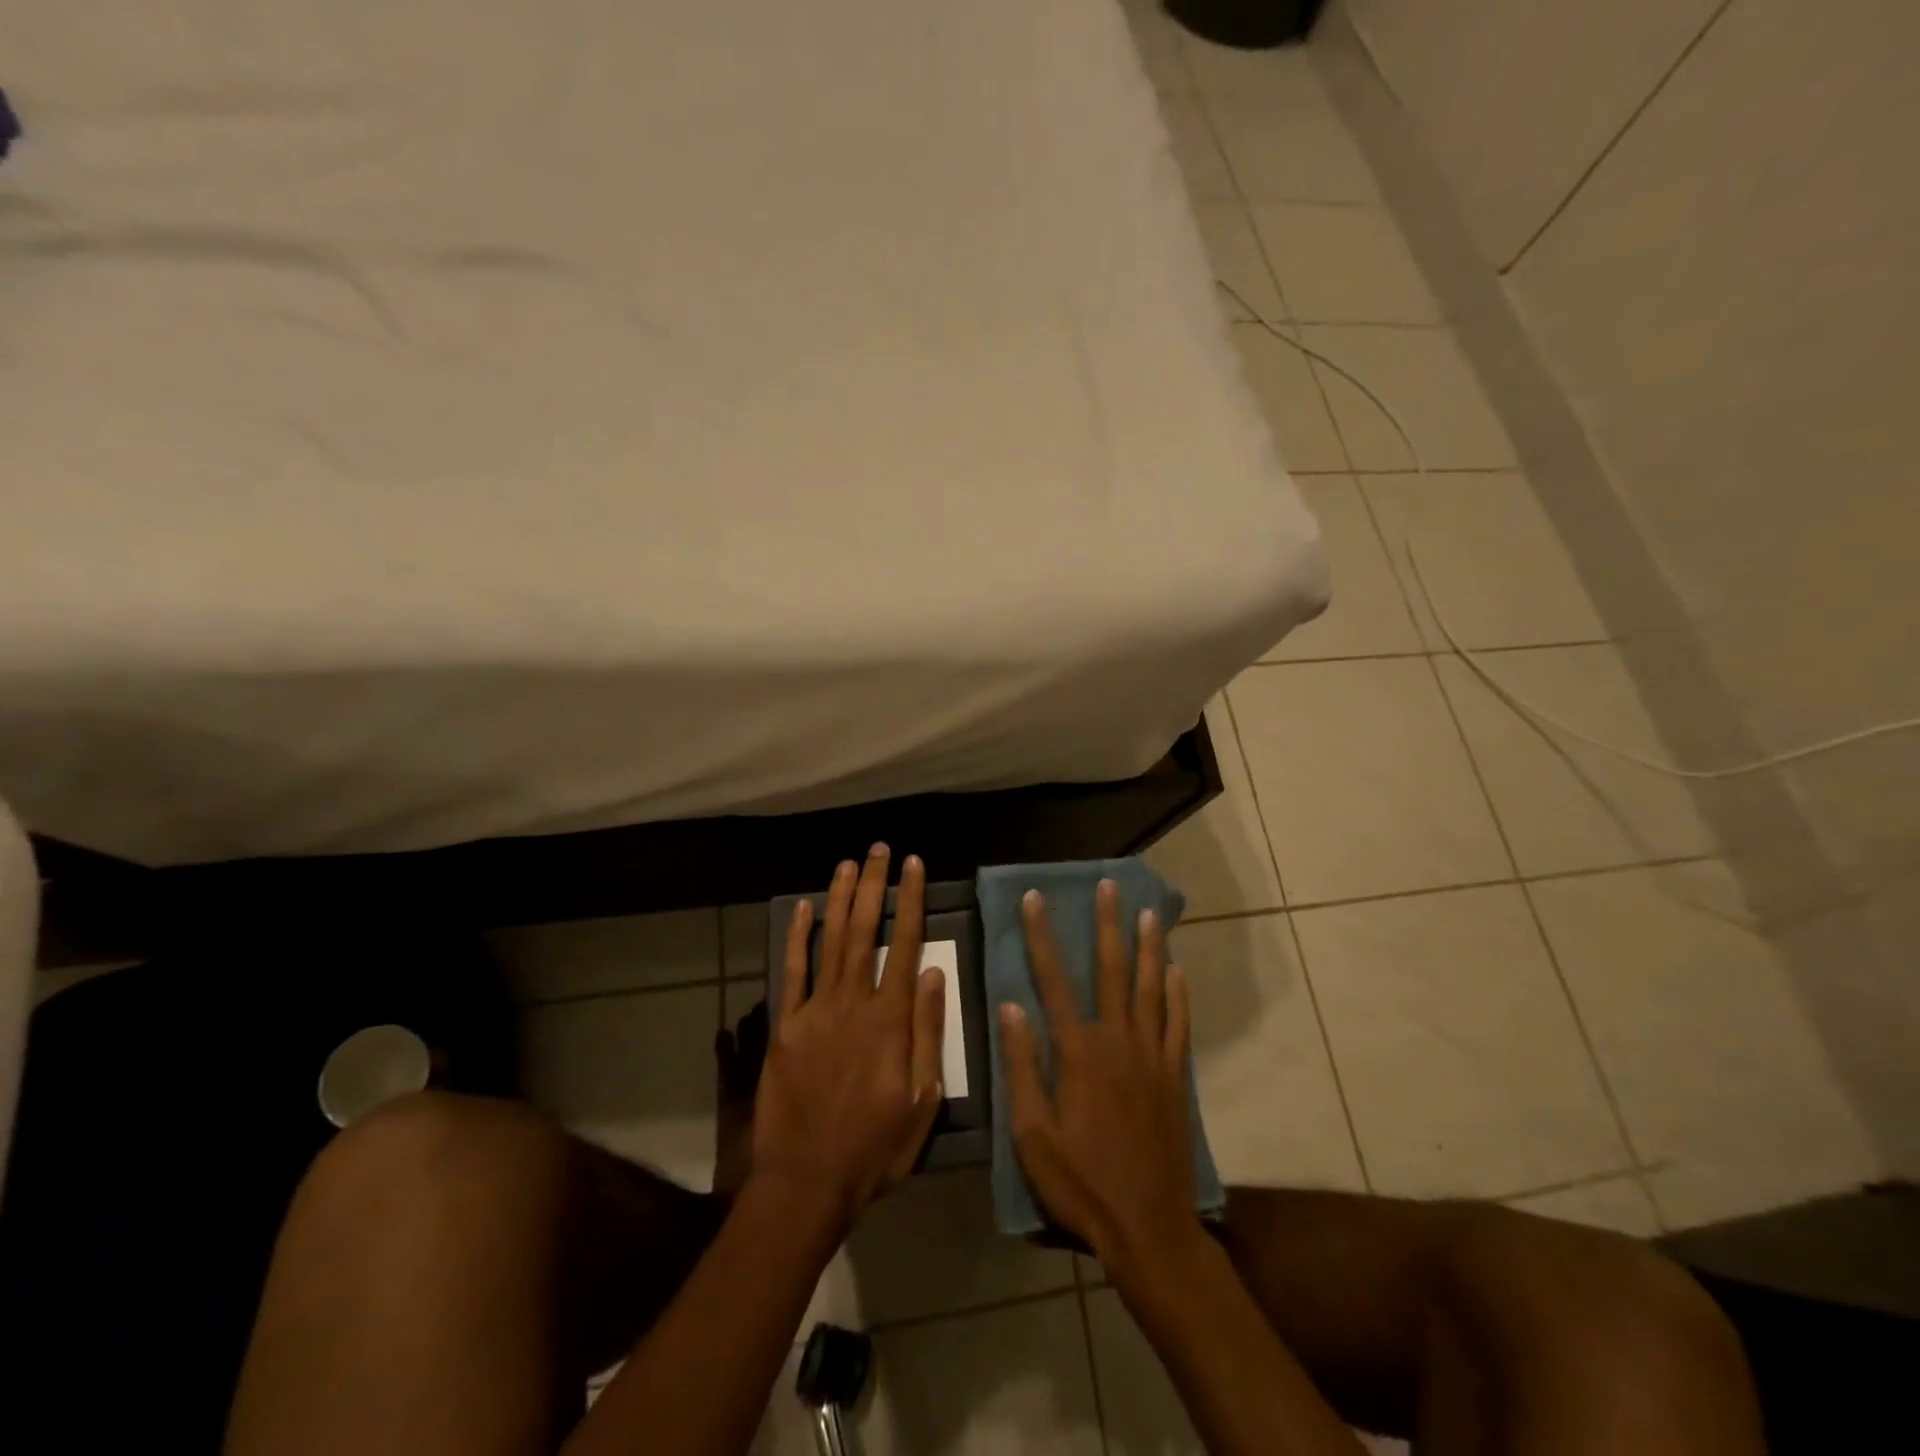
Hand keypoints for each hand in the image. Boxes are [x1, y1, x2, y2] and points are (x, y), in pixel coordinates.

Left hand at [751, 846, 945, 1230]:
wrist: (807, 1181)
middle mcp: (853, 1003)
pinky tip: (802, 909)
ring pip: (831, 942)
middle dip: (874, 886)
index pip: (906, 945)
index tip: (915, 866)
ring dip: (840, 899)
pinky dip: (798, 938)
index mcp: (890, 1020)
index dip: (911, 901)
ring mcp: (815, 1012)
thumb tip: (936, 974)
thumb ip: (928, 1033)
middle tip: (879, 850)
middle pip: (865, 931)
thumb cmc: (875, 1147)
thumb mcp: (922, 1100)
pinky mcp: (785, 1026)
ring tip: (848, 864)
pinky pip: (792, 973)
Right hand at [1000, 880, 1199, 1272]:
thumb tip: (1011, 1007)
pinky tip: (1177, 971)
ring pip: (1150, 988)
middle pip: (1112, 971)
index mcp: (1078, 1052)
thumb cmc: (1081, 1182)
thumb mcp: (1032, 1132)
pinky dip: (1177, 995)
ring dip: (1148, 947)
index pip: (1053, 980)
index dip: (1042, 936)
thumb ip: (1023, 1066)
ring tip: (1149, 912)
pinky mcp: (1175, 1077)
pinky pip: (1178, 1024)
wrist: (1148, 1227)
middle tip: (1109, 885)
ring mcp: (1152, 1056)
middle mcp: (1118, 1041)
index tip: (1035, 898)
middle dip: (1108, 925)